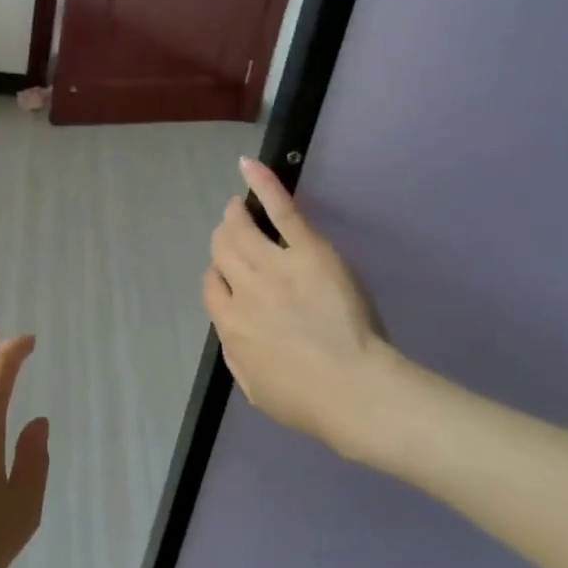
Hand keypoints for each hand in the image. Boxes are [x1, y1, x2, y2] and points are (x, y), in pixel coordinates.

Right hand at [204, 158, 395, 460]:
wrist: (354, 392)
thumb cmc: (308, 402)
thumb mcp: (255, 391)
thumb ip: (236, 357)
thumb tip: (231, 333)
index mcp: (230, 325)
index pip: (212, 286)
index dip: (219, 278)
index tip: (232, 278)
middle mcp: (243, 290)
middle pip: (222, 251)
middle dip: (223, 240)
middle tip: (233, 232)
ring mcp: (273, 266)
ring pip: (240, 229)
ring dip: (235, 214)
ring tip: (237, 205)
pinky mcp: (307, 251)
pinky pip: (280, 211)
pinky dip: (263, 184)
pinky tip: (248, 165)